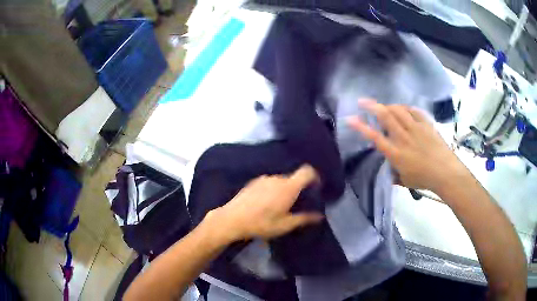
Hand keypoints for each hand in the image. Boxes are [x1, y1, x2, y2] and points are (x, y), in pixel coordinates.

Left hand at [205, 165, 323, 242]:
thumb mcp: (285, 225)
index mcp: (288, 187)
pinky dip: (272, 190)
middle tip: (296, 205)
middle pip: (293, 178)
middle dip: (298, 189)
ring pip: (281, 181)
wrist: (232, 220)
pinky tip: (265, 204)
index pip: (307, 171)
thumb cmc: (261, 224)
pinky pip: (269, 183)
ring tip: (279, 207)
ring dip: (284, 190)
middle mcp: (277, 178)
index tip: (315, 187)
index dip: (314, 176)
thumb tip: (319, 216)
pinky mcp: (253, 182)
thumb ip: (304, 218)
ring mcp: (263, 179)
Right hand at [347, 99, 467, 191]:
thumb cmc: (424, 179)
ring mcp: (415, 128)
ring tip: (383, 106)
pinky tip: (403, 109)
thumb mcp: (405, 180)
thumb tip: (388, 169)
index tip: (351, 118)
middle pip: (386, 116)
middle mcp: (403, 137)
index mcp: (396, 153)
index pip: (375, 137)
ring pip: (398, 110)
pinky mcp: (426, 124)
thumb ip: (394, 173)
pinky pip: (414, 111)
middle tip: (362, 101)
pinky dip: (406, 108)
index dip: (361, 127)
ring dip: (388, 105)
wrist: (445, 172)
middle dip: (372, 106)